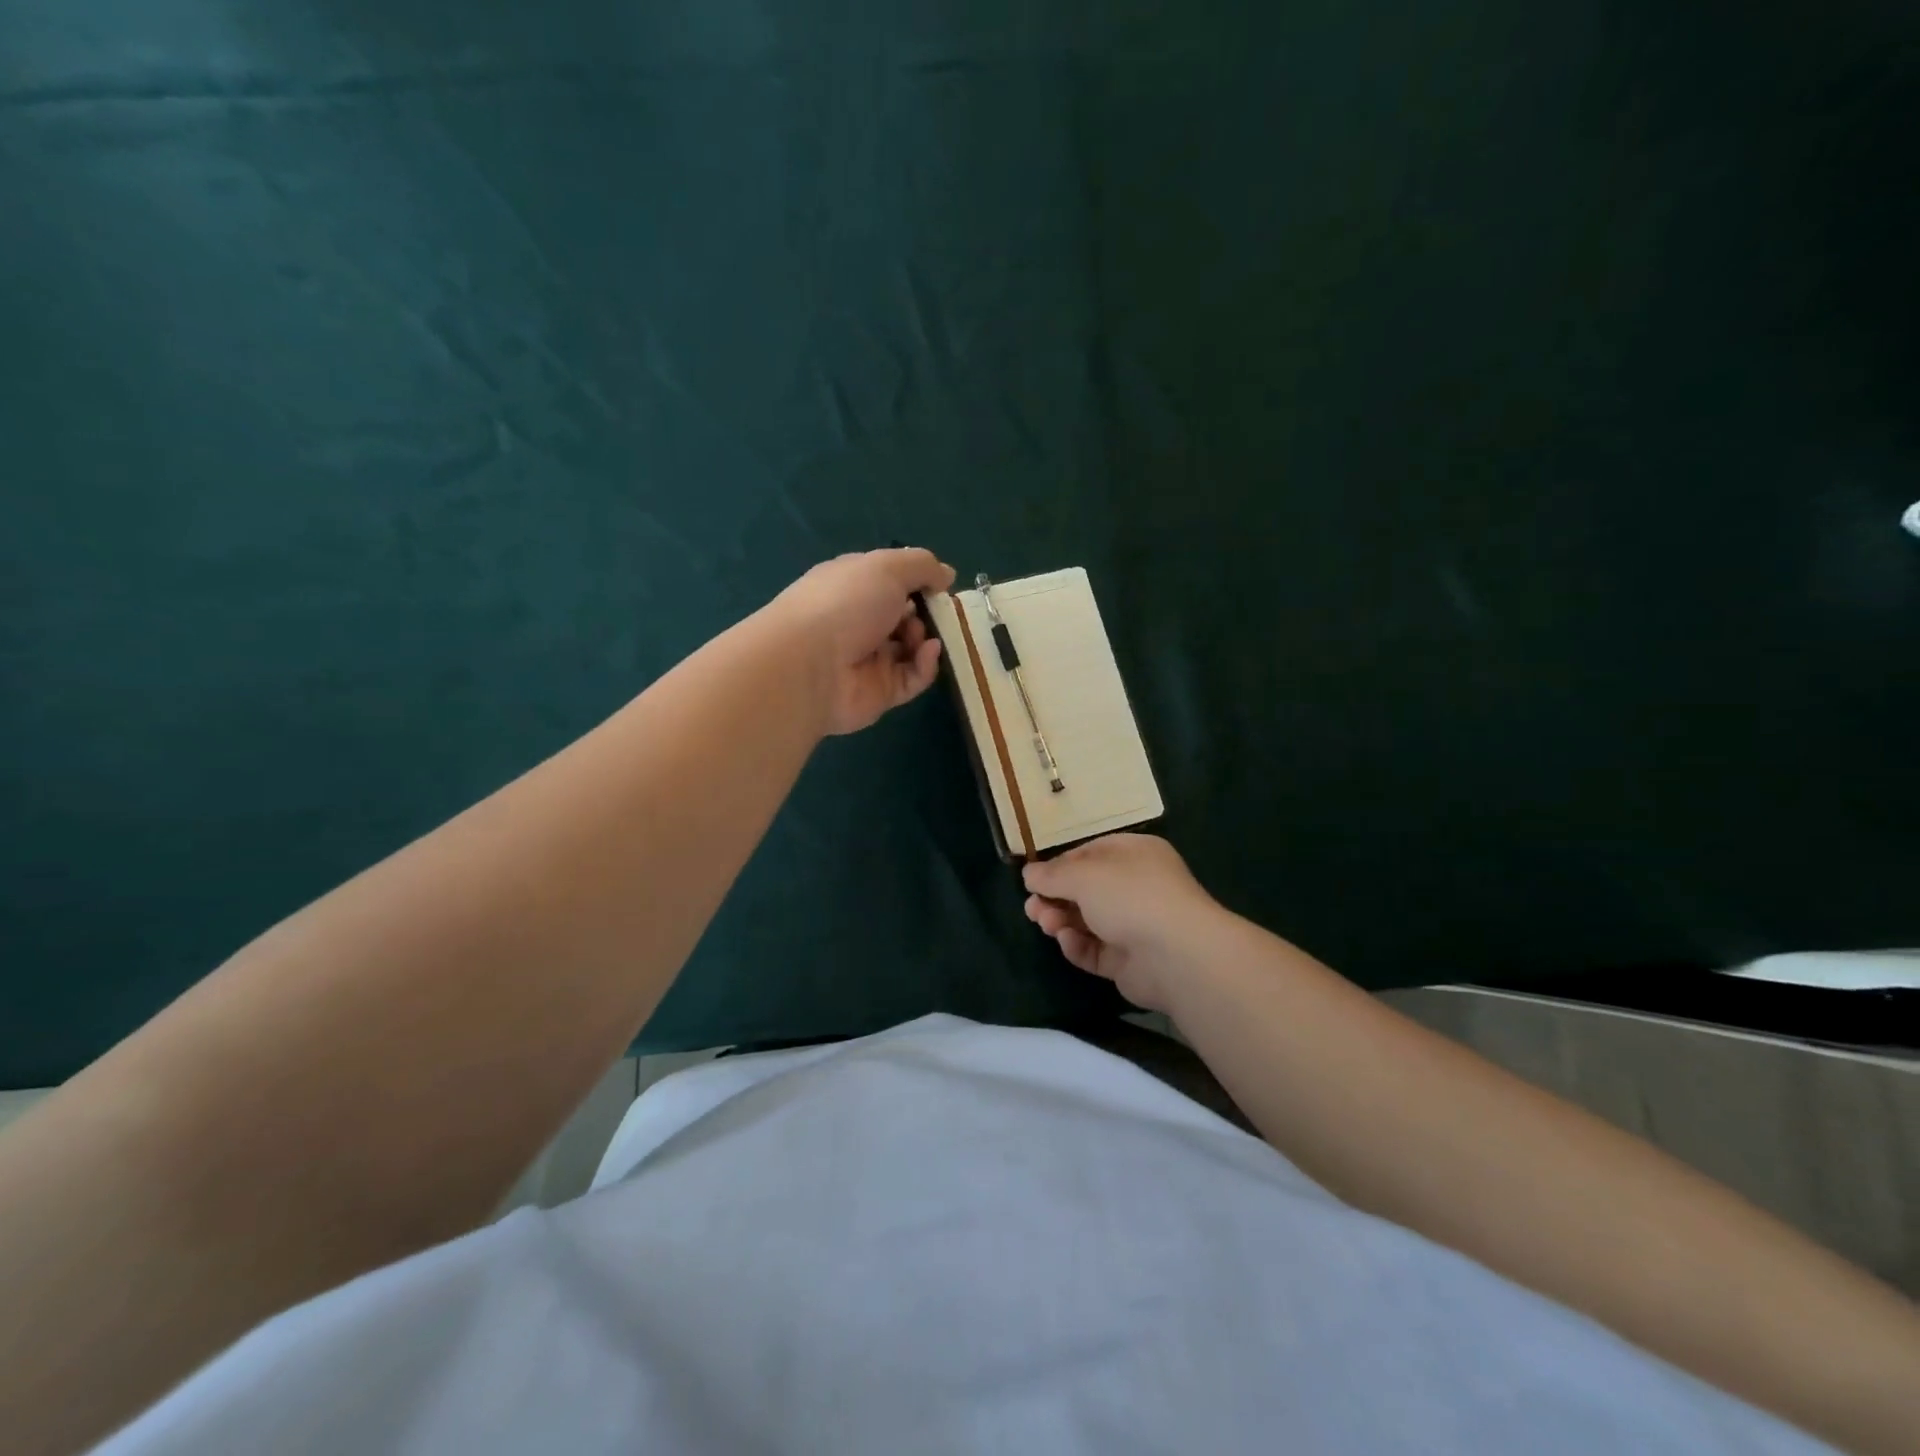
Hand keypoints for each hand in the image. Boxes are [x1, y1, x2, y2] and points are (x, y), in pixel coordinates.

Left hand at [771, 548, 956, 735]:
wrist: (810, 666)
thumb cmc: (846, 603)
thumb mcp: (887, 567)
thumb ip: (922, 566)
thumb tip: (947, 575)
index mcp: (853, 586)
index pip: (889, 582)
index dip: (916, 582)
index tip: (939, 585)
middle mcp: (859, 622)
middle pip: (904, 617)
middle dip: (927, 612)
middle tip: (939, 612)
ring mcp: (869, 659)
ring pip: (912, 649)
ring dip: (927, 637)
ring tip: (925, 634)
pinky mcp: (881, 692)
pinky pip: (913, 678)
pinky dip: (926, 665)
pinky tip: (929, 651)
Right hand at [1023, 835, 1222, 1013]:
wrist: (1176, 955)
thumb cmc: (1130, 897)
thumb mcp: (1083, 875)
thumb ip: (1052, 875)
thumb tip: (1029, 874)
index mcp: (1134, 855)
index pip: (1090, 854)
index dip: (1060, 865)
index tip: (1034, 878)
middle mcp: (1137, 887)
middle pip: (1086, 890)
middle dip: (1055, 897)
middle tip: (1032, 908)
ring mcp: (1135, 926)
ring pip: (1087, 921)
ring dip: (1061, 920)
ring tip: (1045, 923)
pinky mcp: (1129, 961)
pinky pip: (1095, 950)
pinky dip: (1078, 946)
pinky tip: (1067, 941)